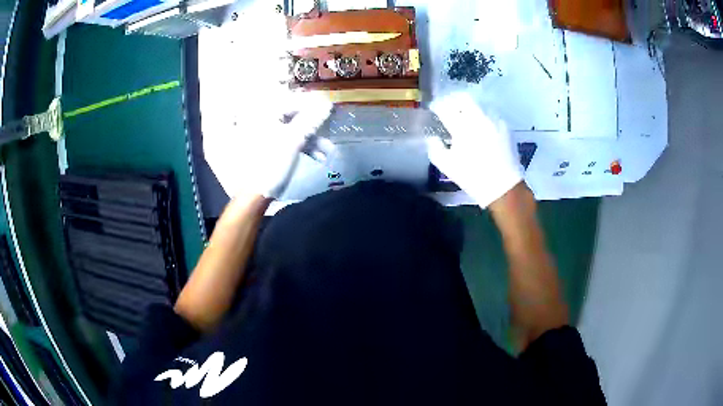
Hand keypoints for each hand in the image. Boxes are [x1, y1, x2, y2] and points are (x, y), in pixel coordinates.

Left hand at [205, 93, 332, 199]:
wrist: (253, 195)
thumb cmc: (271, 164)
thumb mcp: (294, 140)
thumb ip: (311, 119)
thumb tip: (326, 102)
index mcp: (264, 112)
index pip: (293, 101)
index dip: (313, 105)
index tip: (330, 110)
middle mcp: (261, 118)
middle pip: (293, 115)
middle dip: (314, 126)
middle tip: (329, 132)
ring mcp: (262, 133)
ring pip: (292, 129)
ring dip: (311, 139)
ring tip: (327, 152)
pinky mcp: (265, 146)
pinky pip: (287, 139)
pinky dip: (301, 146)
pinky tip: (317, 157)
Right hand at [427, 92, 522, 207]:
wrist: (504, 187)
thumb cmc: (473, 178)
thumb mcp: (447, 167)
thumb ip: (435, 148)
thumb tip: (432, 137)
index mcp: (462, 129)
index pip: (445, 107)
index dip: (437, 105)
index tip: (433, 108)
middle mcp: (479, 119)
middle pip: (463, 98)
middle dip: (453, 99)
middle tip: (448, 105)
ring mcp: (494, 121)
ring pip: (478, 103)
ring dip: (468, 105)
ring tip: (463, 113)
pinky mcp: (504, 126)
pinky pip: (490, 112)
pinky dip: (481, 114)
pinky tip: (479, 124)